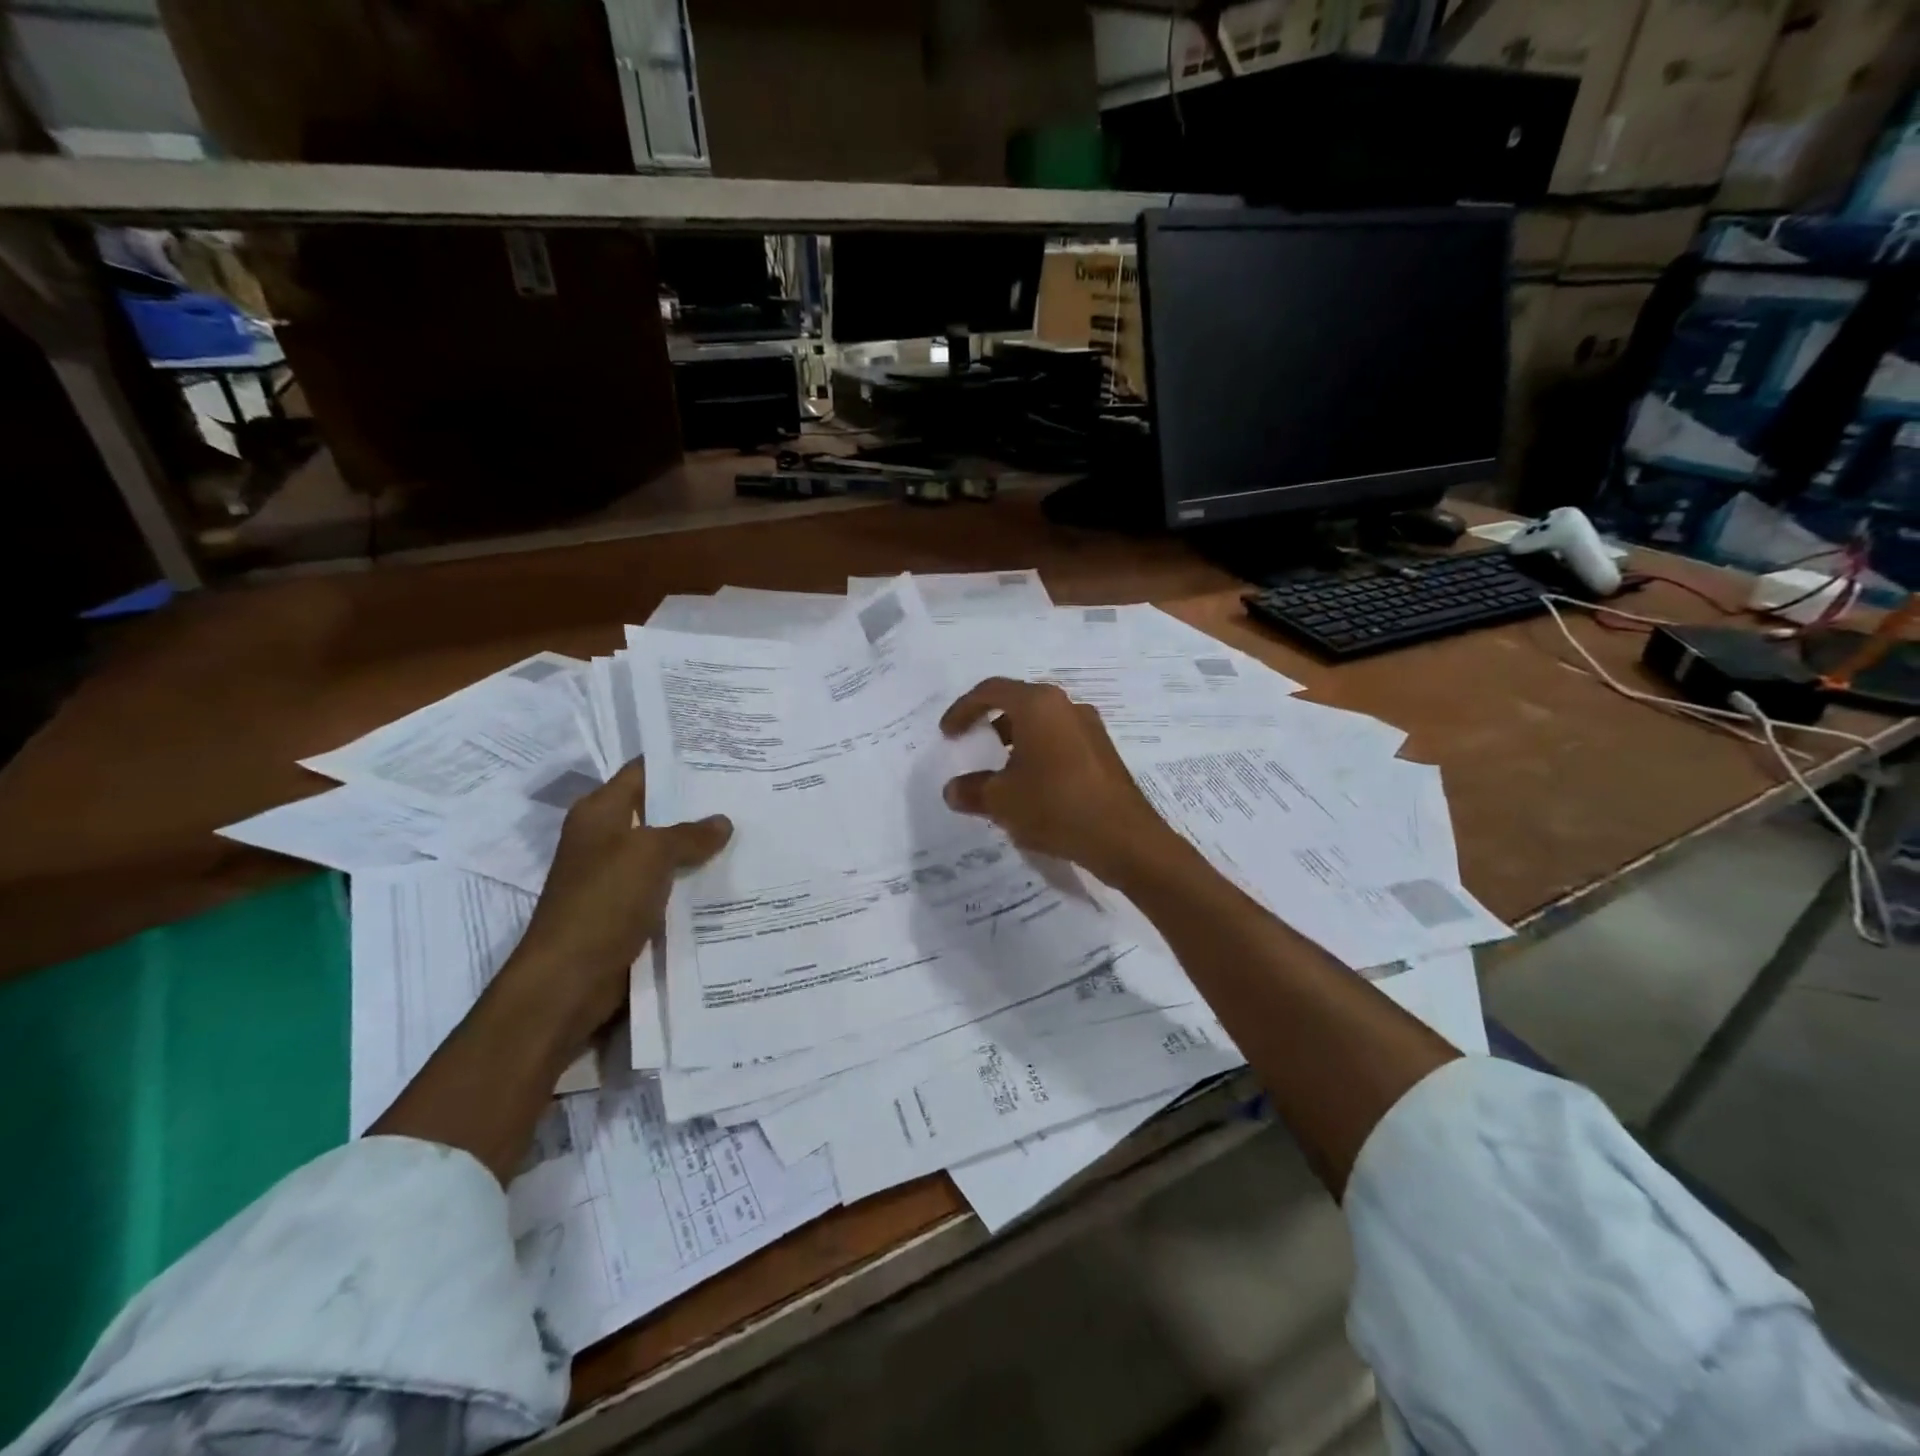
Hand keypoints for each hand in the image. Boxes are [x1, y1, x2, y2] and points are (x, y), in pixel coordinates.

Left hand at [505, 758, 731, 1049]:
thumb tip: (722, 821)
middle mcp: (606, 839)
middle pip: (658, 811)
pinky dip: (696, 882)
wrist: (569, 980)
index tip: (722, 754)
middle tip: (748, 792)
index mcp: (600, 813)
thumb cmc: (603, 902)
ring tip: (751, 830)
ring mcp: (618, 877)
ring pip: (668, 852)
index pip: (642, 772)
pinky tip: (734, 877)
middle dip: (699, 805)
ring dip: (701, 847)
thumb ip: (689, 834)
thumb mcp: (650, 854)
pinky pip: (670, 887)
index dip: (678, 762)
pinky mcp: (630, 911)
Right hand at [940, 677, 1177, 881]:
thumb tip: (953, 790)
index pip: (990, 691)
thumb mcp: (1001, 801)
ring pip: (1041, 724)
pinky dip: (1038, 754)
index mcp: (1038, 704)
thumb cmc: (1055, 806)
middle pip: (1018, 703)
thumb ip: (971, 790)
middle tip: (973, 746)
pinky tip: (1032, 787)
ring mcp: (1089, 728)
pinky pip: (1060, 742)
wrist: (1123, 838)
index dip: (962, 710)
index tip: (947, 734)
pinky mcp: (1102, 752)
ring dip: (1016, 742)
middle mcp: (1066, 706)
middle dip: (990, 724)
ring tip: (1000, 773)